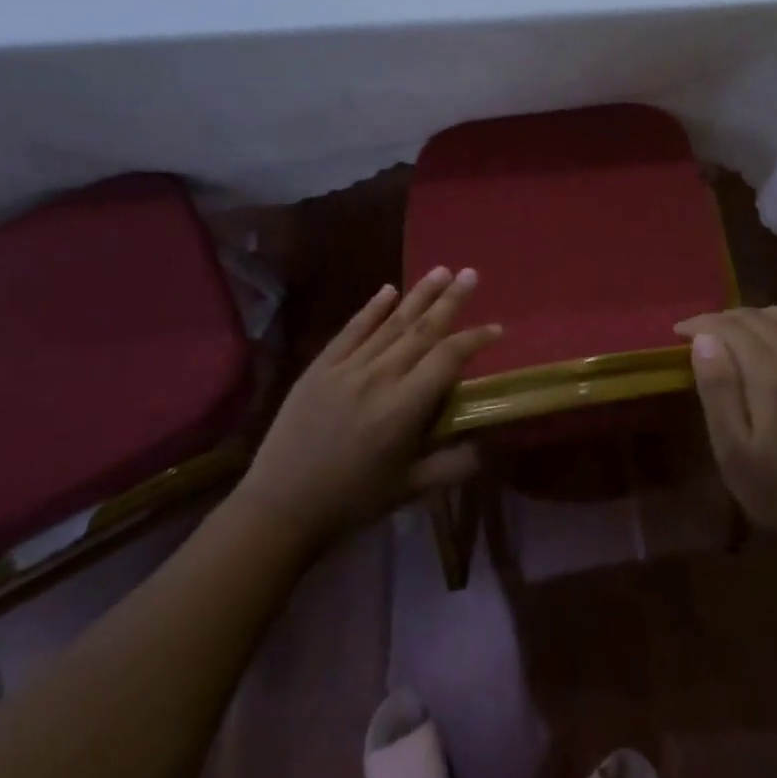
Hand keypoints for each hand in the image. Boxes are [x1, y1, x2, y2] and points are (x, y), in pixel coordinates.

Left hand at [233, 267, 501, 543]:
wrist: (280, 506)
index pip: (448, 359)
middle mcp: (379, 378)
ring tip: (441, 271)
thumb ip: (453, 465)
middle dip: (450, 300)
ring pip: (391, 323)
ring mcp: (346, 368)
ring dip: (418, 295)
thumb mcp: (410, 489)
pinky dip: (371, 309)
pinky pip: (352, 330)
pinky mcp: (320, 367)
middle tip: (470, 274)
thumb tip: (489, 445)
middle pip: (422, 330)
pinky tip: (388, 290)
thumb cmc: (352, 500)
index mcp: (404, 408)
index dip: (475, 339)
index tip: (496, 328)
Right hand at [675, 307, 776, 546]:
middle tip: (700, 334)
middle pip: (759, 318)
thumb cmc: (774, 488)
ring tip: (734, 332)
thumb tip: (704, 339)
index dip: (702, 324)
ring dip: (756, 316)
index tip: (679, 332)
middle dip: (724, 319)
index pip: (733, 328)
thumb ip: (718, 389)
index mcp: (775, 377)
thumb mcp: (732, 448)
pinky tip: (776, 333)